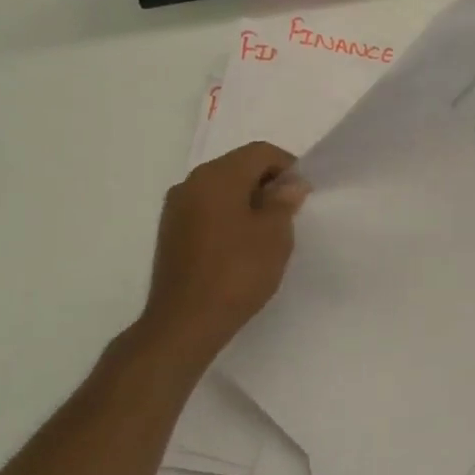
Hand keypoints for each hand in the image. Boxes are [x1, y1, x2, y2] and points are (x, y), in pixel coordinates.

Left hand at [135, 141, 308, 363]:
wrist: (185, 322)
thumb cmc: (237, 272)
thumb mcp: (274, 234)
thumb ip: (284, 201)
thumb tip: (289, 184)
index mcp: (217, 176)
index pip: (260, 152)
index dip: (288, 166)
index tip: (304, 194)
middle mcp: (191, 182)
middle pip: (238, 166)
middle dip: (267, 183)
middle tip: (290, 212)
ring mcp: (176, 208)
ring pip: (221, 189)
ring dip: (247, 200)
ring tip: (267, 231)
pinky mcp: (171, 231)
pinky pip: (207, 209)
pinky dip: (228, 215)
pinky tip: (241, 244)